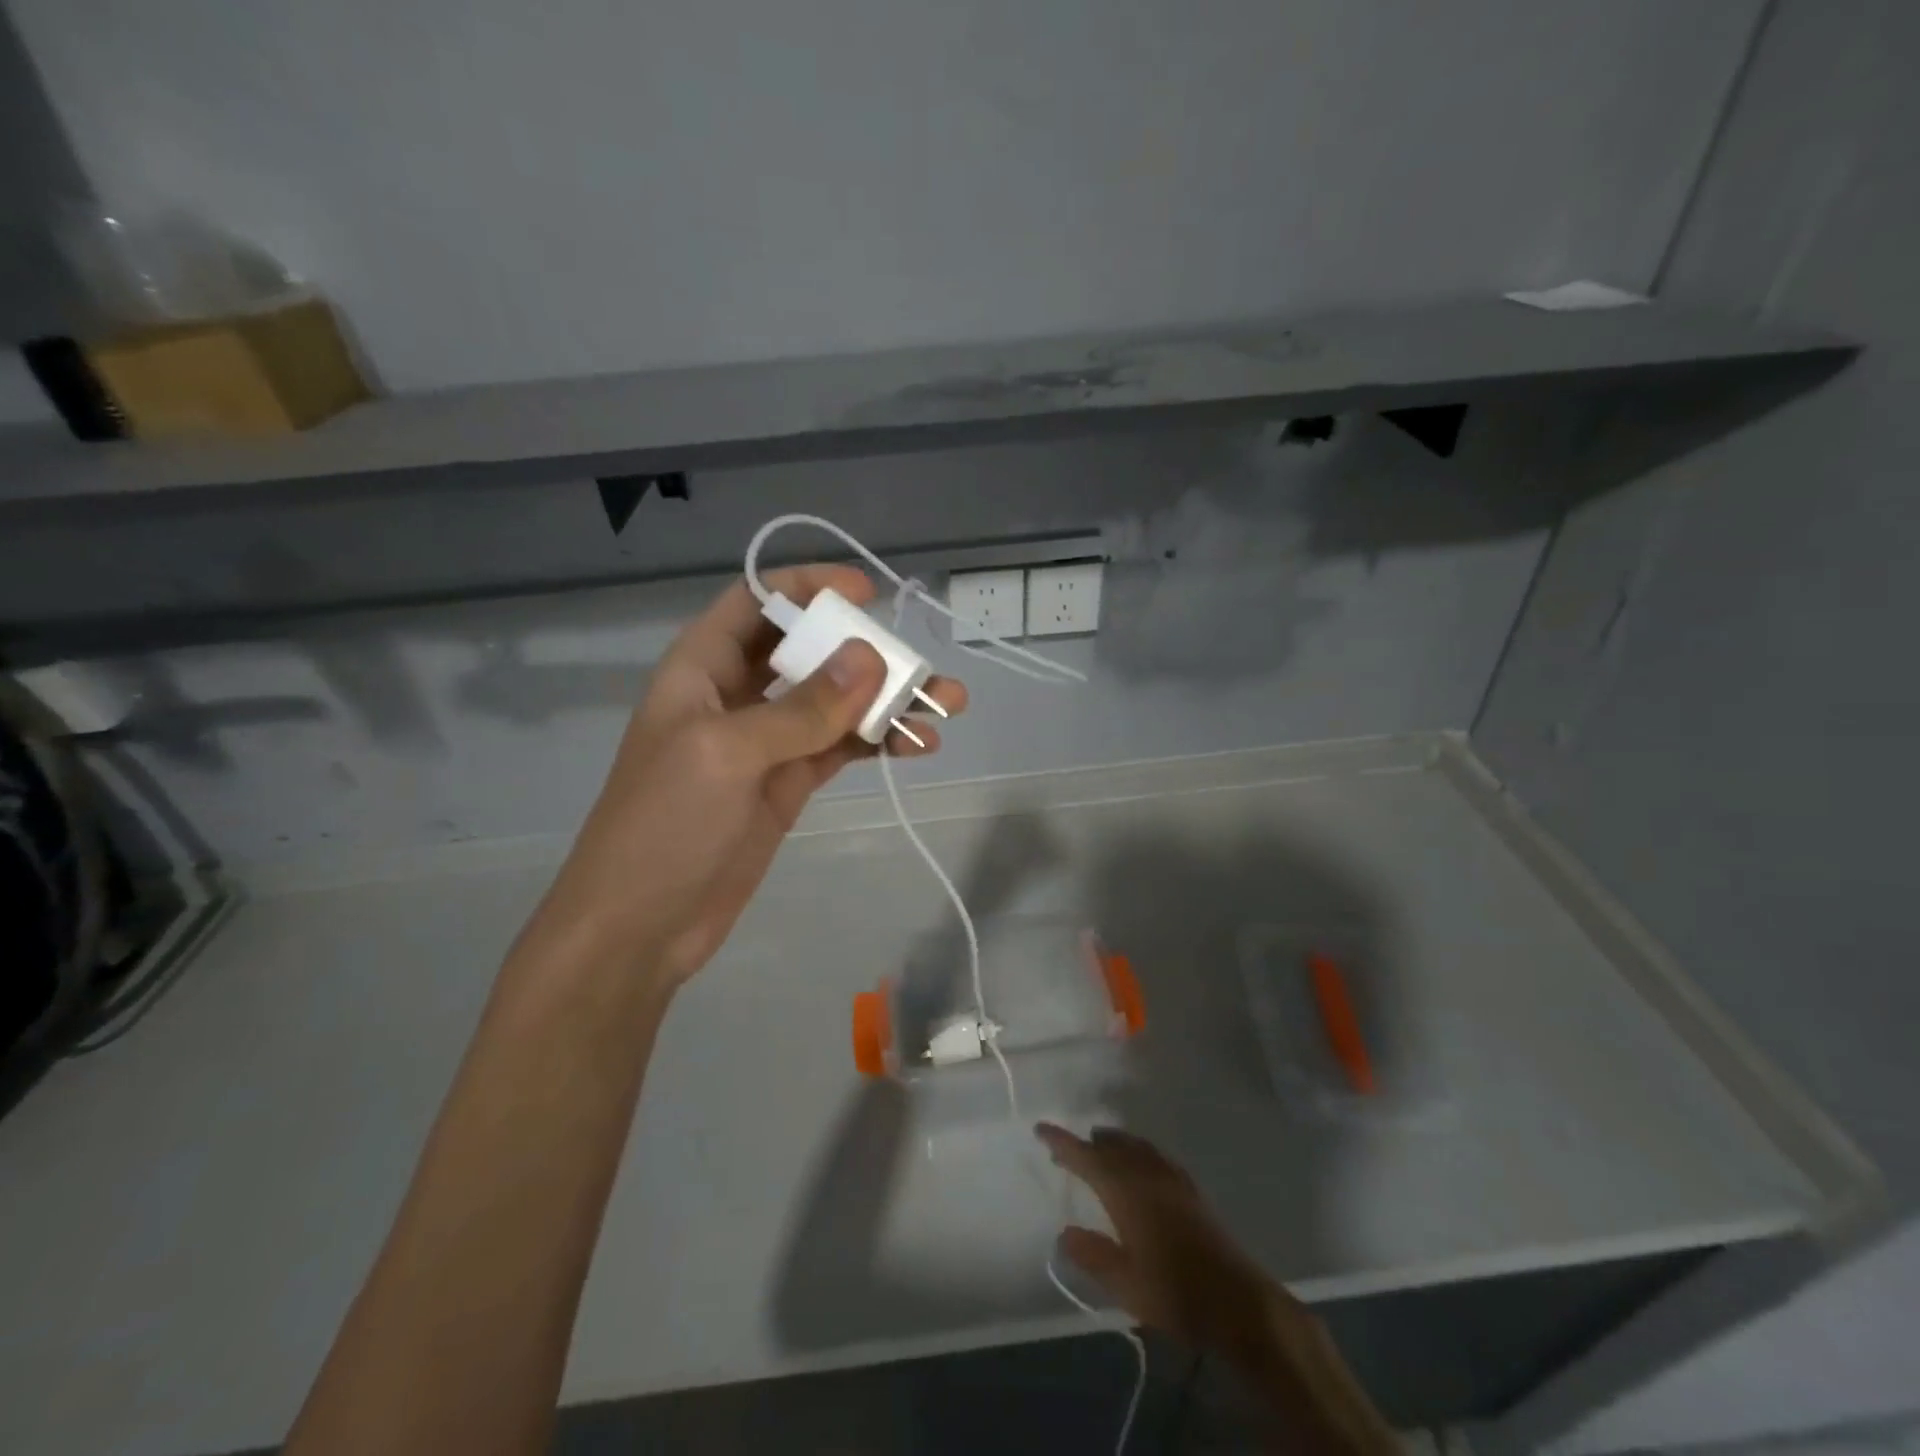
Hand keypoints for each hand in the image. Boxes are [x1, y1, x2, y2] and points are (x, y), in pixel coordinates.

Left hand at [531, 565, 965, 987]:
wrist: (640, 928)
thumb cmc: (664, 826)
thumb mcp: (727, 754)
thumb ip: (801, 708)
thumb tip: (870, 657)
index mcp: (703, 668)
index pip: (756, 603)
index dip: (807, 587)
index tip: (867, 594)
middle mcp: (737, 695)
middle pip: (808, 651)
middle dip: (866, 651)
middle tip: (921, 665)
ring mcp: (766, 742)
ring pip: (834, 703)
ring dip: (887, 700)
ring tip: (945, 706)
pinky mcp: (788, 784)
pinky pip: (840, 748)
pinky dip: (878, 743)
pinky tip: (917, 745)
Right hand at [1036, 1123, 1304, 1361]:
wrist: (1237, 1301)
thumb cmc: (1175, 1292)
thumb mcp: (1124, 1283)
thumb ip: (1092, 1255)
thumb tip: (1064, 1233)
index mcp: (1125, 1190)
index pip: (1086, 1156)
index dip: (1062, 1141)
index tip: (1041, 1128)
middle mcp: (1146, 1173)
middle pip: (1111, 1144)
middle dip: (1087, 1143)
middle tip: (1066, 1149)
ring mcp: (1171, 1177)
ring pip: (1135, 1145)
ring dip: (1113, 1142)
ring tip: (1099, 1146)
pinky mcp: (1190, 1188)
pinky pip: (1154, 1154)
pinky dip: (1137, 1150)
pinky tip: (1140, 1163)